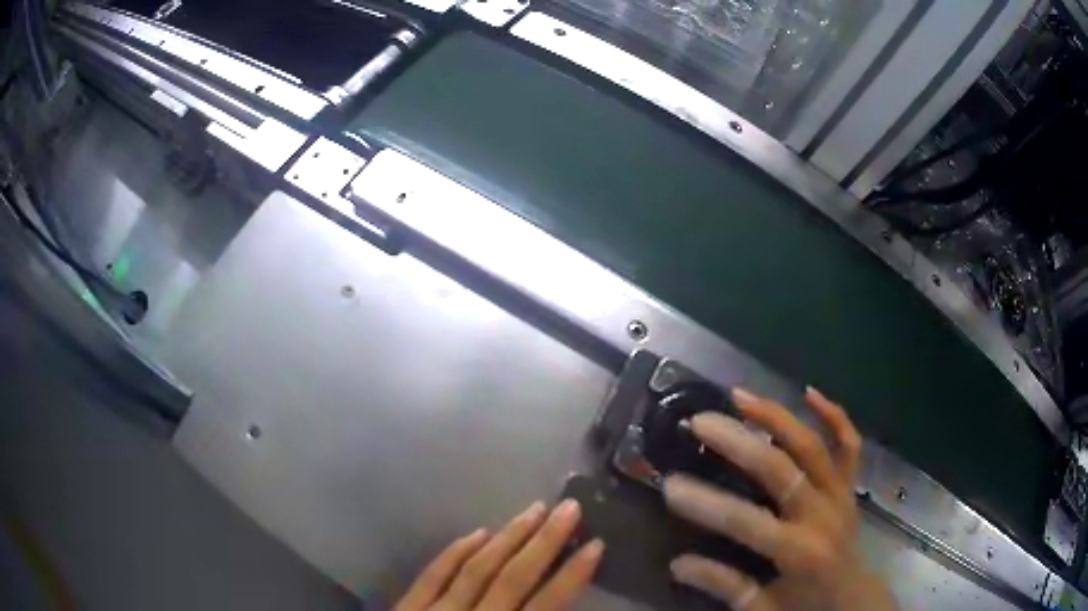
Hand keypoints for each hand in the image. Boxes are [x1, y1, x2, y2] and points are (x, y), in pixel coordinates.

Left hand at [395, 500, 603, 610]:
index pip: (546, 606)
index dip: (572, 576)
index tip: (596, 545)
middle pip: (513, 578)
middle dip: (545, 542)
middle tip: (569, 508)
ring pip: (476, 569)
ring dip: (507, 538)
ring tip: (532, 510)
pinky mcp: (407, 609)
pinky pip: (432, 574)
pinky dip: (456, 552)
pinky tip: (477, 533)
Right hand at [664, 387, 896, 610]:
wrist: (853, 598)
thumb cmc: (805, 606)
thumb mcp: (761, 608)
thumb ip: (724, 586)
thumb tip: (678, 564)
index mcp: (799, 552)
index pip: (747, 523)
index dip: (707, 504)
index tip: (670, 485)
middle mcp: (822, 515)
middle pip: (781, 469)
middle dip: (738, 442)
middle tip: (700, 422)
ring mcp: (839, 494)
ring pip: (812, 445)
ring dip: (777, 416)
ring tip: (740, 396)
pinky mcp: (850, 485)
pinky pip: (849, 444)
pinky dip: (834, 415)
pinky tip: (810, 392)